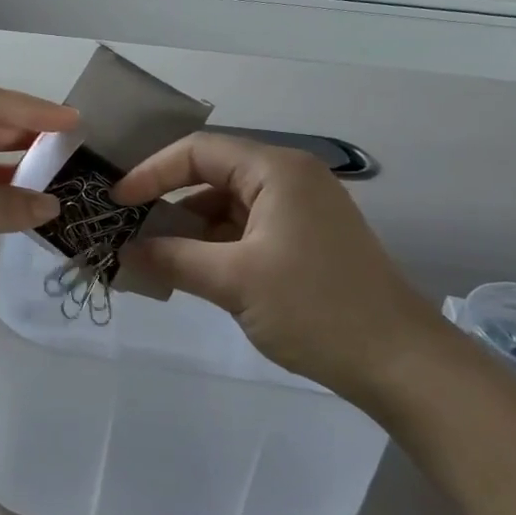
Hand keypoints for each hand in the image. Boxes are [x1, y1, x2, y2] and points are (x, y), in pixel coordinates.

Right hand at [113, 133, 453, 406]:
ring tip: (150, 258)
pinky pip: (245, 231)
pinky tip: (187, 271)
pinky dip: (213, 247)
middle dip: (167, 202)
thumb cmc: (315, 308)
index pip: (198, 151)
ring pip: (226, 207)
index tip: (116, 202)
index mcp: (277, 170)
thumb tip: (123, 251)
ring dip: (188, 230)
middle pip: (212, 175)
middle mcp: (290, 178)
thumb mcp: (233, 281)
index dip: (151, 172)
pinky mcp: (303, 240)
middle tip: (126, 229)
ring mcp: (299, 210)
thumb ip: (172, 258)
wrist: (399, 362)